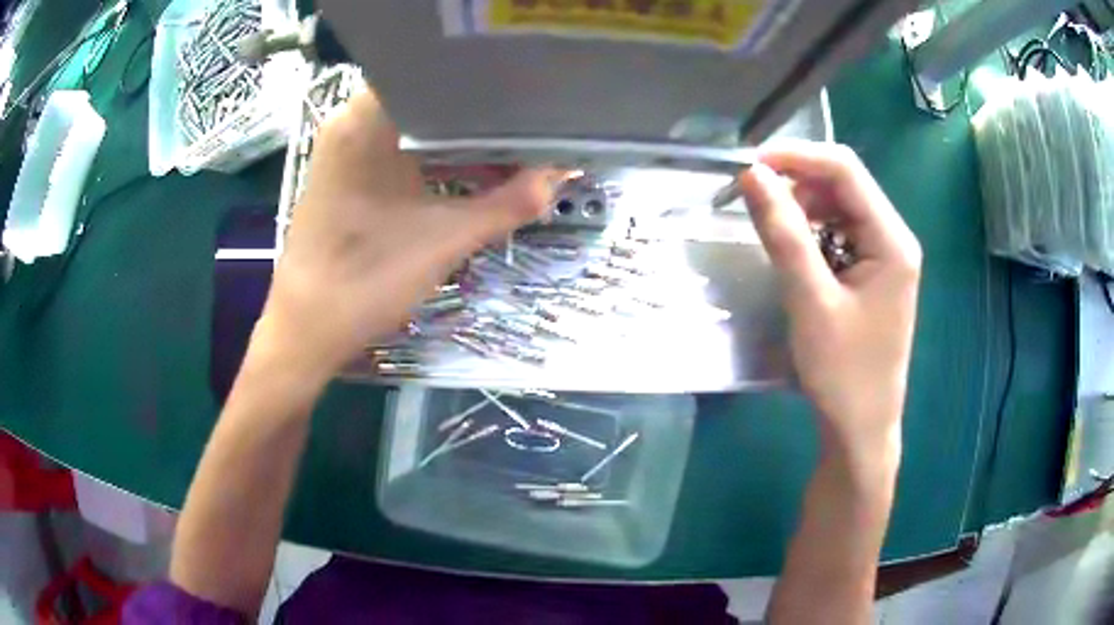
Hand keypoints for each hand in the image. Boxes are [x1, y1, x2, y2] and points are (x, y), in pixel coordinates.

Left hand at [260, 89, 557, 378]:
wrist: (307, 329)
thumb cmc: (367, 279)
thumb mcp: (445, 239)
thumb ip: (507, 204)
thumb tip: (558, 176)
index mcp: (367, 121)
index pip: (437, 79)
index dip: (486, 88)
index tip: (528, 100)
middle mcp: (350, 121)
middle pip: (426, 102)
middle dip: (477, 117)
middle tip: (528, 127)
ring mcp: (342, 147)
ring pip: (412, 126)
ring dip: (456, 139)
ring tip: (508, 146)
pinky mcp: (342, 173)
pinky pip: (395, 148)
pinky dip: (430, 157)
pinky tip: (464, 171)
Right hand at [738, 141, 920, 457]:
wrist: (860, 427)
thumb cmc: (842, 372)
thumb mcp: (810, 300)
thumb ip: (783, 234)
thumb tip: (751, 176)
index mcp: (892, 240)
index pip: (845, 170)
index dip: (797, 157)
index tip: (750, 166)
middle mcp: (894, 238)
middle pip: (844, 185)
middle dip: (798, 185)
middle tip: (754, 203)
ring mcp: (885, 255)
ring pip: (839, 208)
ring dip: (803, 210)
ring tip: (772, 233)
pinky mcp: (872, 272)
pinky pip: (839, 234)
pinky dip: (812, 234)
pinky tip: (795, 255)